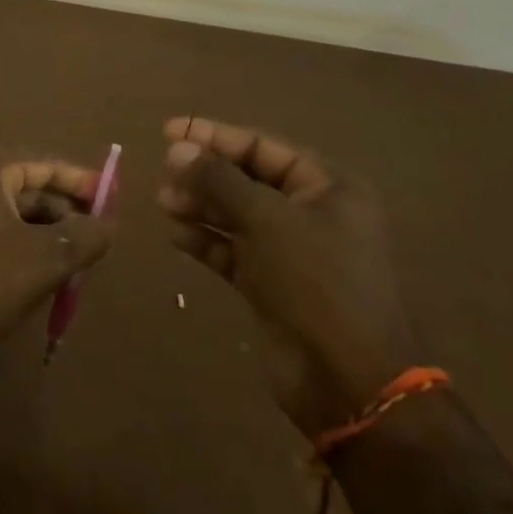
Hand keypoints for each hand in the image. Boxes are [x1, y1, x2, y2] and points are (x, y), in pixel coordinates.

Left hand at [0, 146, 114, 383]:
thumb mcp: (44, 260)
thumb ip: (84, 236)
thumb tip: (109, 223)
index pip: (44, 163)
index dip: (81, 182)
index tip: (111, 199)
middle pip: (25, 185)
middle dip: (62, 212)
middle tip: (97, 238)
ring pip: (7, 210)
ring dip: (41, 232)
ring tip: (74, 261)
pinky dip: (15, 243)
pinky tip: (37, 272)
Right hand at [157, 116, 418, 436]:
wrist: (348, 382)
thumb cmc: (316, 282)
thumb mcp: (266, 219)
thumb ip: (218, 180)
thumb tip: (178, 148)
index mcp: (328, 187)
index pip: (263, 147)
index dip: (215, 136)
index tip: (169, 131)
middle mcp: (313, 214)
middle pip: (248, 180)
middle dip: (205, 175)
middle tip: (165, 175)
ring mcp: (293, 253)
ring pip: (238, 216)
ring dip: (201, 206)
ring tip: (164, 203)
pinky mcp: (274, 286)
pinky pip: (234, 251)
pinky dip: (207, 241)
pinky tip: (177, 235)